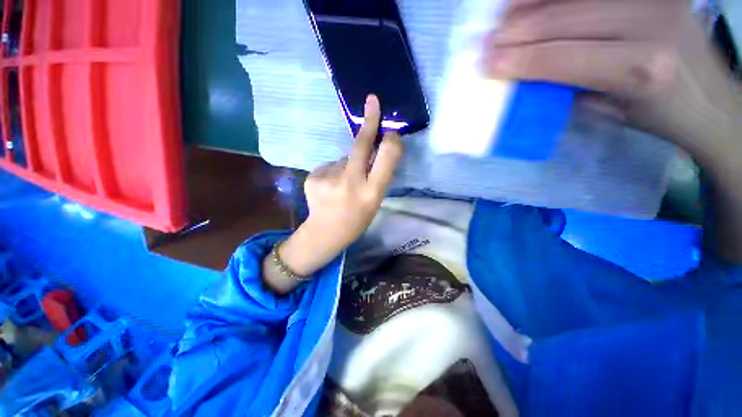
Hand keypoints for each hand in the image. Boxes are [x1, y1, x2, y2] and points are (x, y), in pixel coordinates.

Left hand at [268, 95, 402, 290]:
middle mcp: (351, 182)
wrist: (325, 232)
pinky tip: (330, 186)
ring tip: (342, 185)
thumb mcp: (375, 202)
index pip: (385, 160)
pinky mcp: (313, 176)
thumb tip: (376, 148)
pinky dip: (333, 171)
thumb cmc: (356, 219)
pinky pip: (330, 165)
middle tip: (373, 101)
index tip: (391, 131)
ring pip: (344, 158)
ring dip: (347, 164)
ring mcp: (329, 178)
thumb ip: (377, 176)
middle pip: (360, 146)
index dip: (390, 143)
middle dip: (369, 123)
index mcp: (371, 193)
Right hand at [484, 0, 739, 168]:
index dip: (518, 60)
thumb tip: (526, 71)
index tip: (487, 64)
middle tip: (487, 42)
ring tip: (502, 17)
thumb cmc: (658, 114)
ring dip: (529, 4)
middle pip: (563, 17)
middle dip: (515, 31)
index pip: (561, 58)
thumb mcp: (609, 112)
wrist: (710, 96)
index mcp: (641, 70)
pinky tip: (534, 3)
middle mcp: (650, 23)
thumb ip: (568, 87)